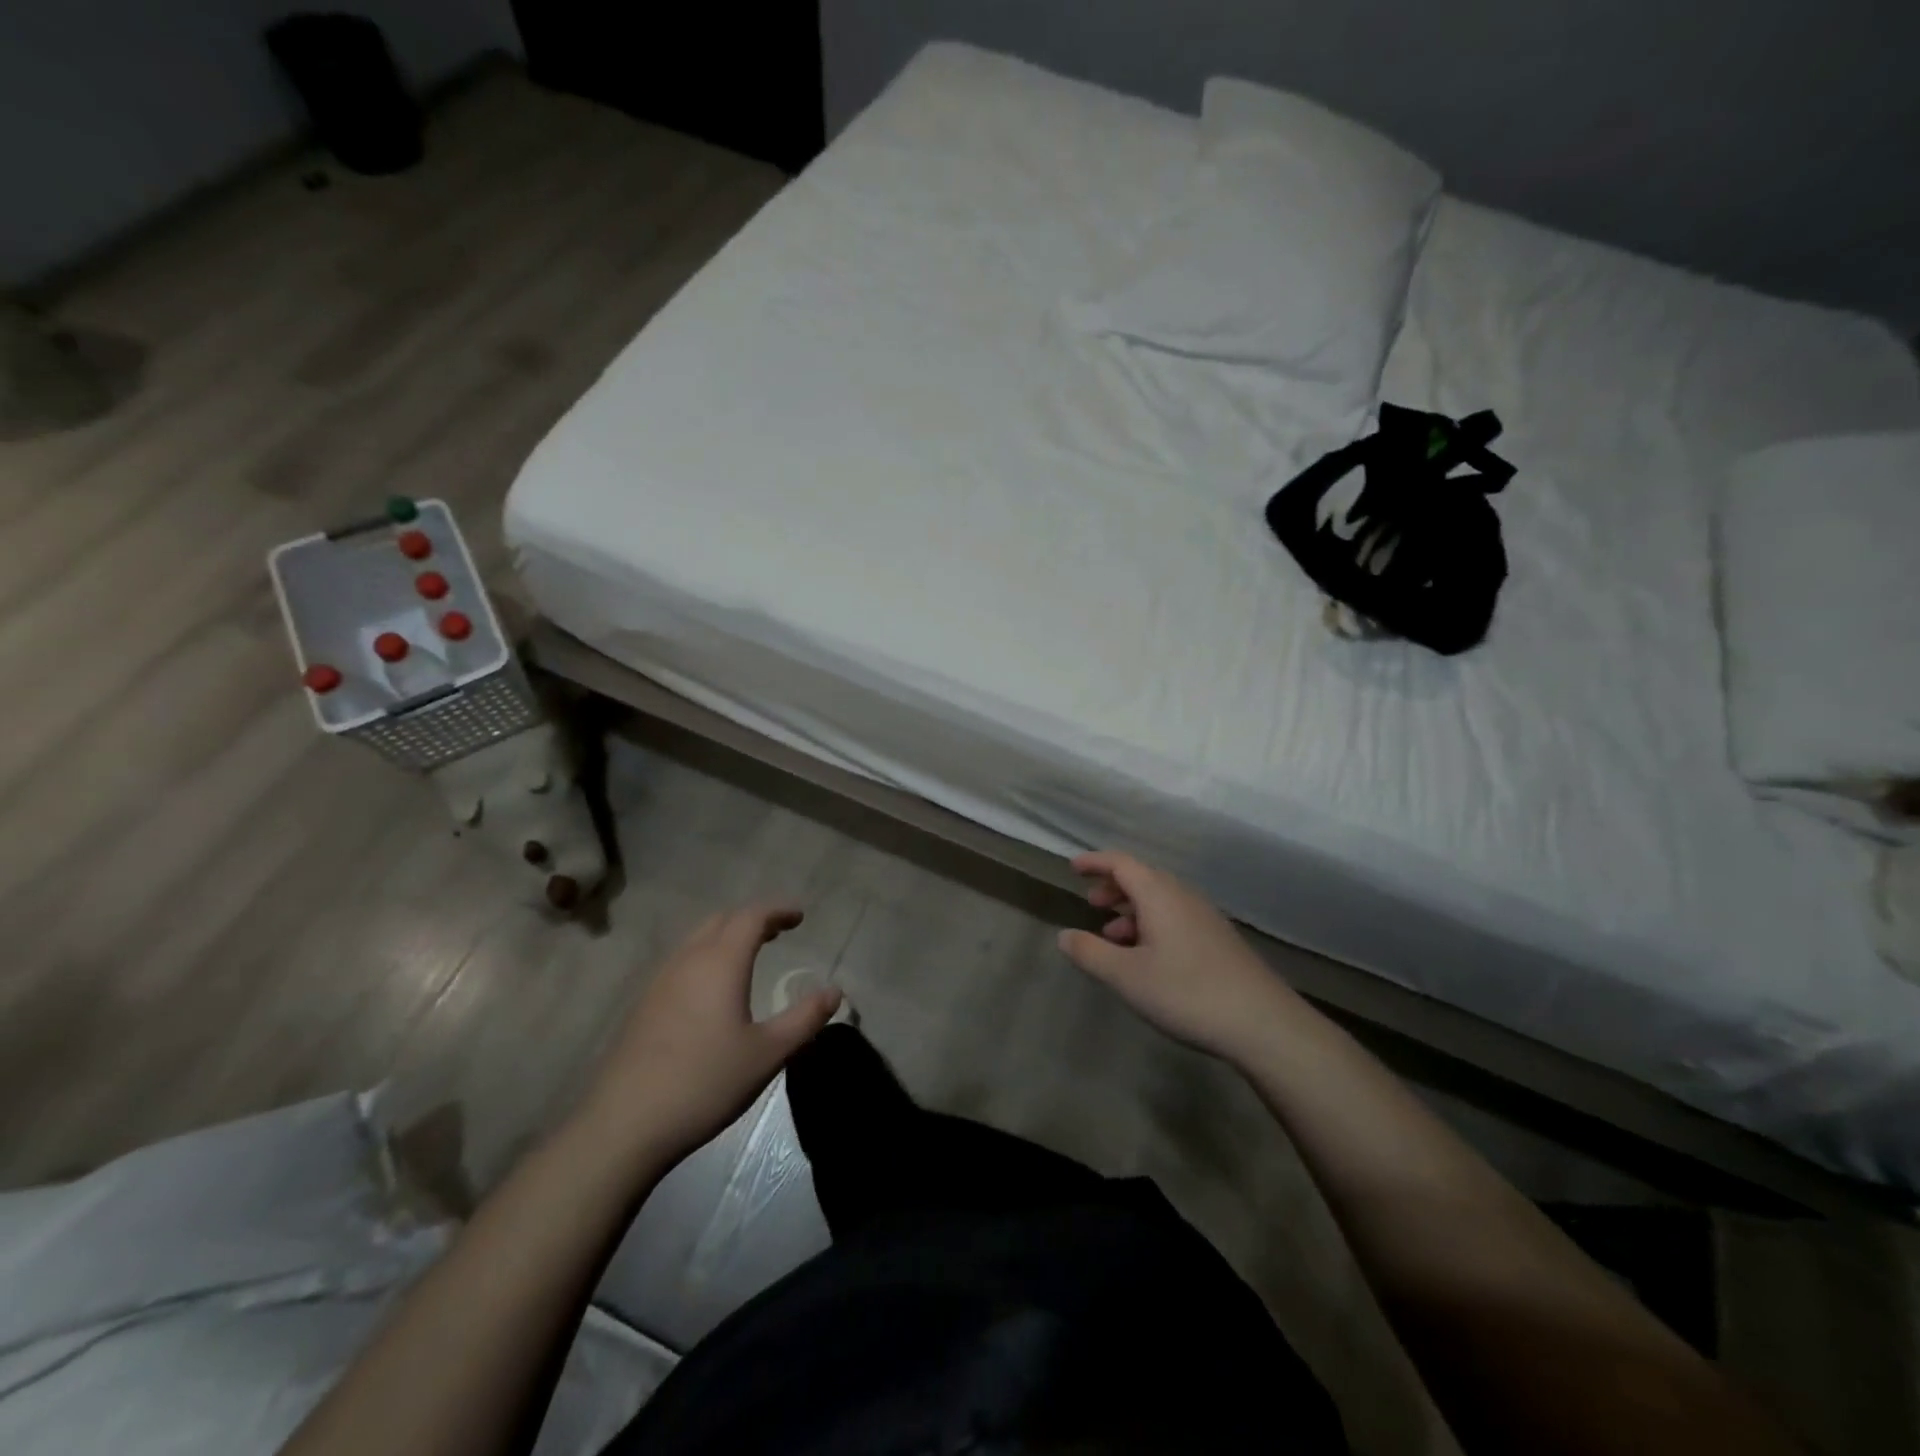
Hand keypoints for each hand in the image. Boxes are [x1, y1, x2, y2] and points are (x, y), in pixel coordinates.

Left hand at [576, 905, 840, 1164]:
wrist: (624, 1124)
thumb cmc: (705, 1083)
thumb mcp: (767, 1054)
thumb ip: (804, 1018)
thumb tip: (834, 991)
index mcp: (721, 962)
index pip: (752, 916)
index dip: (777, 910)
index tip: (800, 916)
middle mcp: (688, 960)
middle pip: (722, 920)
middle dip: (753, 918)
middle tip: (778, 930)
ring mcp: (660, 981)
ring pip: (697, 938)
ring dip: (727, 935)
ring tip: (750, 953)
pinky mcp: (644, 1005)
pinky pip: (682, 960)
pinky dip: (706, 955)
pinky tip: (713, 988)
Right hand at [1057, 851, 1298, 1063]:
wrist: (1263, 1023)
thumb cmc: (1186, 992)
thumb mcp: (1126, 976)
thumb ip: (1090, 953)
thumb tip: (1063, 935)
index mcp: (1159, 895)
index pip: (1122, 863)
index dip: (1095, 862)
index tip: (1073, 868)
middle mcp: (1183, 897)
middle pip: (1143, 878)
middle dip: (1113, 887)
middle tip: (1091, 904)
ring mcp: (1205, 918)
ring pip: (1161, 900)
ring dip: (1132, 910)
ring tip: (1112, 936)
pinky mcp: (1219, 940)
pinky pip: (1176, 917)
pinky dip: (1152, 925)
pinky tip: (1147, 957)